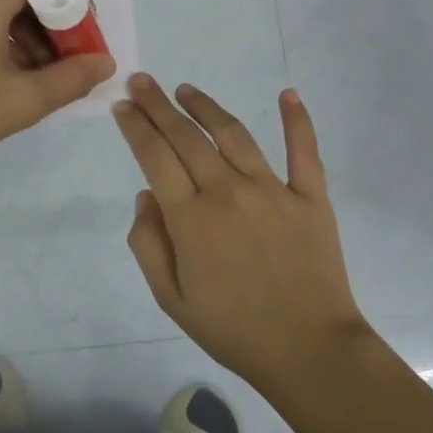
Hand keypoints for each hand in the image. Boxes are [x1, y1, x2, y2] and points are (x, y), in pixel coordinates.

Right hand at [112, 74, 369, 392]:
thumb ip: (148, 244)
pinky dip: (297, 120)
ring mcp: (272, 189)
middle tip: (141, 81)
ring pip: (233, 133)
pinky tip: (288, 93)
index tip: (122, 105)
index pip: (154, 156)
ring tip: (186, 89)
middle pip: (186, 136)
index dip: (136, 126)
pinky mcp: (310, 196)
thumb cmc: (233, 329)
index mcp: (191, 218)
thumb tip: (145, 195)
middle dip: (158, 105)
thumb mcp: (171, 298)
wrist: (309, 351)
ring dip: (206, 106)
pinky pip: (304, 150)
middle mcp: (228, 191)